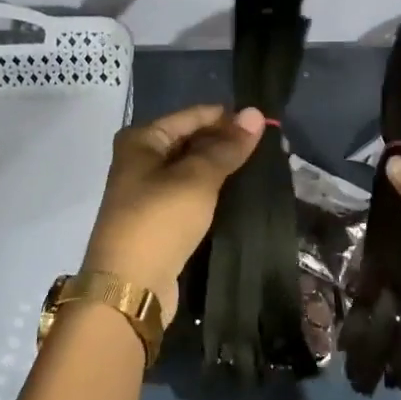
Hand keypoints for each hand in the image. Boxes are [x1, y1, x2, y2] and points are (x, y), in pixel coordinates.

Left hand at [82, 104, 266, 322]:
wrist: (130, 286)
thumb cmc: (160, 220)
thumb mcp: (197, 178)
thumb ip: (227, 147)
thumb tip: (256, 113)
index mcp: (142, 139)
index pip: (193, 116)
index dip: (228, 118)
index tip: (266, 125)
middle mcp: (141, 159)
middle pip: (191, 140)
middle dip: (226, 143)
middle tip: (270, 148)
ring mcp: (148, 191)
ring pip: (193, 169)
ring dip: (222, 169)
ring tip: (262, 167)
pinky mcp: (159, 219)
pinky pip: (191, 194)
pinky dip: (213, 192)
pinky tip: (240, 193)